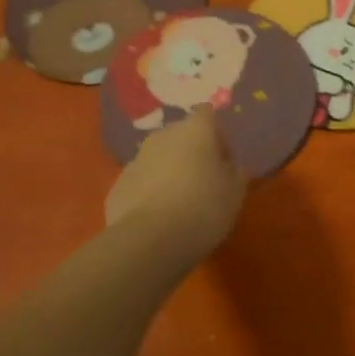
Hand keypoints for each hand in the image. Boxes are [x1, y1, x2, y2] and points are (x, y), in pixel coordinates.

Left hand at [105, 107, 247, 264]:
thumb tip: (230, 167)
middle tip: (204, 182)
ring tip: (180, 202)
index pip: (207, 114)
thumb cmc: (203, 209)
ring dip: (169, 171)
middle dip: (192, 152)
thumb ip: (235, 174)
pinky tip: (158, 217)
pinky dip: (150, 191)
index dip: (217, 134)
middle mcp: (164, 136)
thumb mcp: (235, 194)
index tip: (224, 160)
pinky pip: (142, 181)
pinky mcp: (118, 184)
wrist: (149, 241)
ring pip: (159, 158)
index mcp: (195, 131)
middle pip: (181, 135)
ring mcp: (137, 159)